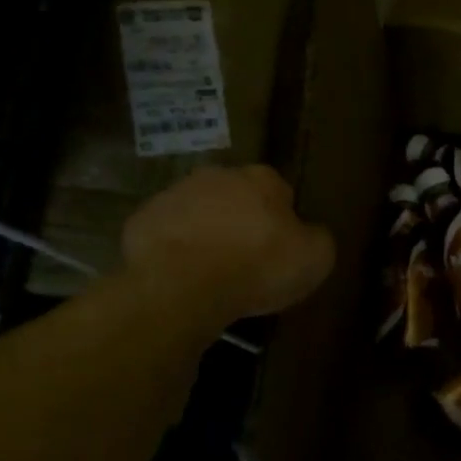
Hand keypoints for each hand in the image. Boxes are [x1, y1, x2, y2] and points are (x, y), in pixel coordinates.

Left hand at [122, 165, 334, 322]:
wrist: (182, 285)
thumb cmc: (257, 267)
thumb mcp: (315, 258)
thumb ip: (318, 238)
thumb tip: (310, 233)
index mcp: (262, 179)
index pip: (281, 192)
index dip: (283, 220)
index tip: (281, 249)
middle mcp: (218, 175)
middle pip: (236, 196)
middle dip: (242, 220)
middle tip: (246, 260)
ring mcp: (175, 193)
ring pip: (198, 210)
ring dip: (206, 231)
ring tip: (211, 271)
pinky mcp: (142, 219)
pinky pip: (166, 233)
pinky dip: (174, 248)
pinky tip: (181, 275)